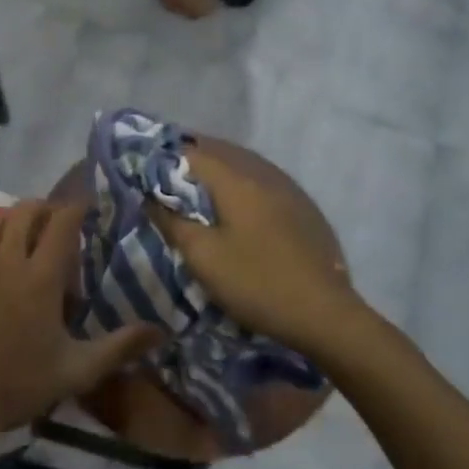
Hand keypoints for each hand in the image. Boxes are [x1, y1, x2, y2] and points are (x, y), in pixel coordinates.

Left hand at [0, 202, 159, 447]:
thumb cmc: (17, 385)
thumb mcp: (77, 371)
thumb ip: (119, 347)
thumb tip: (161, 331)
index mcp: (40, 277)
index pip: (62, 223)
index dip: (76, 207)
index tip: (87, 207)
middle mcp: (6, 261)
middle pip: (24, 211)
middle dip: (43, 208)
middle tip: (55, 224)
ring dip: (7, 218)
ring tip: (19, 234)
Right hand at [150, 147, 371, 356]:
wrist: (324, 314)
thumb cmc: (255, 282)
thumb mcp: (202, 256)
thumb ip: (172, 221)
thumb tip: (149, 196)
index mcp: (236, 182)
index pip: (192, 153)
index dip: (165, 159)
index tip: (144, 172)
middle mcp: (263, 176)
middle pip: (220, 154)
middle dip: (190, 162)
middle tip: (165, 179)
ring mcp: (288, 192)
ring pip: (243, 169)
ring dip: (216, 174)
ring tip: (194, 190)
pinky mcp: (302, 211)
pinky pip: (261, 185)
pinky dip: (238, 188)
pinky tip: (234, 208)